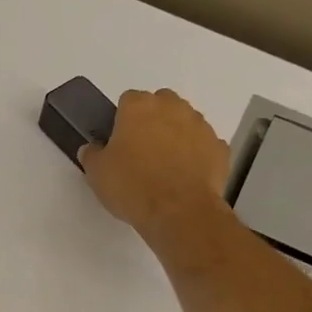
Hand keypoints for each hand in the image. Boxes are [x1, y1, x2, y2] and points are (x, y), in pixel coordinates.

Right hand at [79, 88, 229, 244]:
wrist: (178, 211)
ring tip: (164, 168)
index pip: (127, 100)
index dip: (121, 120)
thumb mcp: (97, 173)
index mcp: (139, 107)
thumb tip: (92, 149)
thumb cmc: (132, 186)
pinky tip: (185, 177)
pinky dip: (196, 156)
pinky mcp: (219, 148)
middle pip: (161, 104)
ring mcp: (200, 125)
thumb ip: (93, 155)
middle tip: (141, 152)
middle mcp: (172, 107)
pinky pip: (203, 146)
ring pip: (185, 123)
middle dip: (152, 122)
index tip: (118, 142)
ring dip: (175, 137)